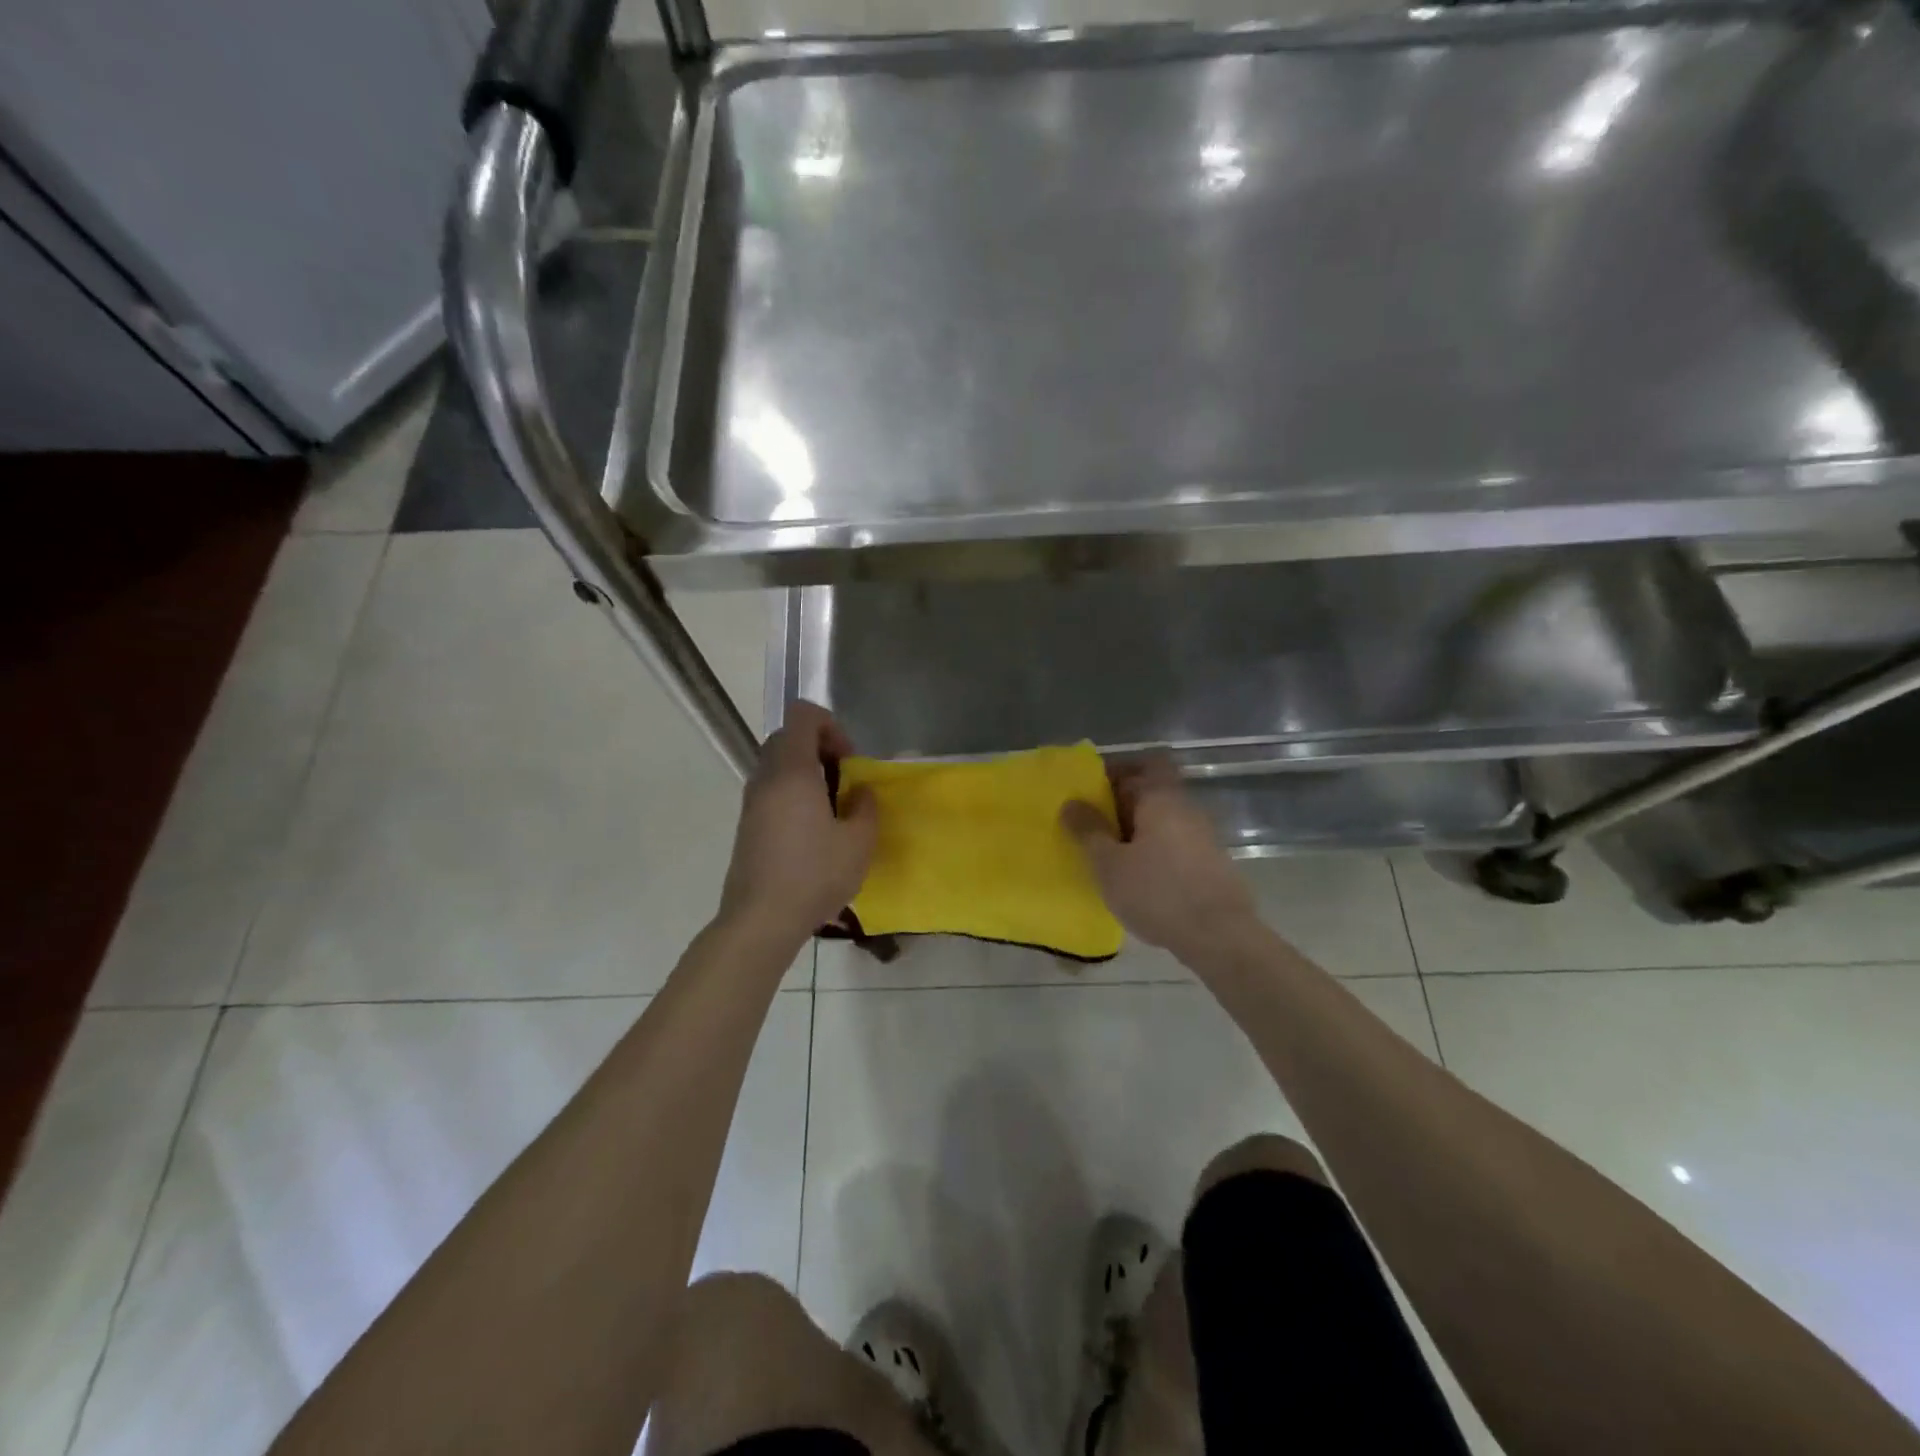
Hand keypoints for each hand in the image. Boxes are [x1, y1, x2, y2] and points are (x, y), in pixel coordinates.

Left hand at [718, 701, 877, 945]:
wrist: (760, 920)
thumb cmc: (814, 875)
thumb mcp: (858, 843)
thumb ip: (865, 808)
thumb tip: (858, 793)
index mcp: (793, 771)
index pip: (802, 716)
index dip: (830, 725)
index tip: (849, 759)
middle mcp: (766, 778)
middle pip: (788, 737)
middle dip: (819, 748)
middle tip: (843, 780)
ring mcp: (751, 802)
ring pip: (777, 765)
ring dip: (806, 773)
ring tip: (831, 808)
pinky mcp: (747, 825)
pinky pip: (771, 790)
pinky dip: (792, 793)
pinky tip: (812, 831)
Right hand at [1061, 754, 1254, 959]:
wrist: (1220, 937)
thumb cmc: (1157, 892)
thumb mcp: (1109, 863)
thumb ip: (1088, 830)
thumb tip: (1071, 802)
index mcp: (1162, 798)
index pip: (1144, 762)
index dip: (1117, 770)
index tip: (1091, 789)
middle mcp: (1186, 808)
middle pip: (1153, 790)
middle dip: (1121, 803)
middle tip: (1091, 824)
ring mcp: (1203, 835)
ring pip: (1163, 818)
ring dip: (1137, 829)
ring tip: (1109, 853)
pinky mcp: (1211, 863)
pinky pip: (1174, 842)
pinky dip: (1154, 849)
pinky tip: (1137, 876)